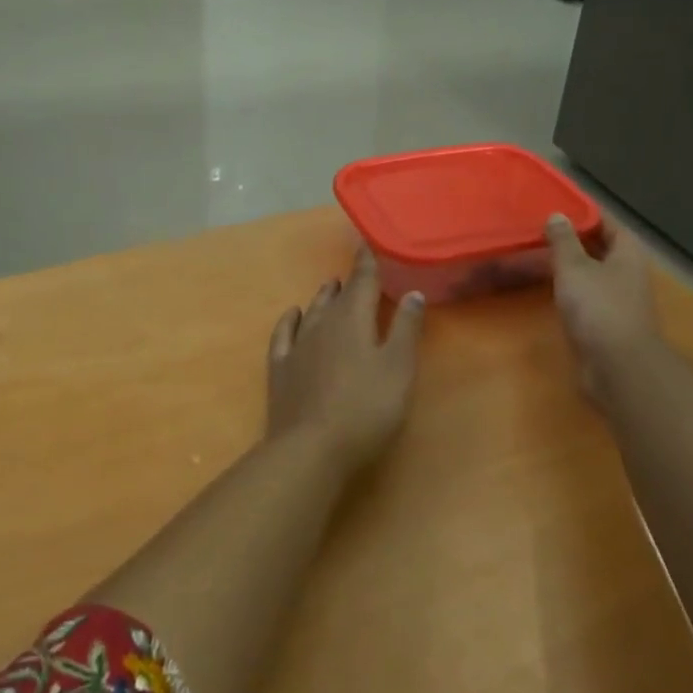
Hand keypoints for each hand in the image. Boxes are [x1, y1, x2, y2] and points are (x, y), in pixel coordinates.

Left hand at [266, 248, 425, 472]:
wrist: (310, 448)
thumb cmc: (365, 408)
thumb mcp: (398, 368)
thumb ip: (405, 329)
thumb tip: (412, 291)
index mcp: (352, 319)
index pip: (362, 281)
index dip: (367, 262)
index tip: (368, 243)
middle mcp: (321, 324)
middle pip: (337, 296)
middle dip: (348, 281)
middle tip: (357, 271)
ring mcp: (297, 346)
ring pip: (311, 311)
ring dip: (323, 297)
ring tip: (331, 286)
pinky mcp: (280, 369)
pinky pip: (284, 334)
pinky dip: (289, 320)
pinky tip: (292, 314)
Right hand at [546, 212, 658, 413]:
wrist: (617, 366)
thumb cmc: (598, 308)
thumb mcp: (574, 268)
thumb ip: (563, 241)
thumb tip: (557, 216)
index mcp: (627, 253)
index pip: (607, 222)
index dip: (584, 213)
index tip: (556, 206)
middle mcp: (627, 273)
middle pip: (600, 248)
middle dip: (574, 239)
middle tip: (540, 230)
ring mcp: (619, 300)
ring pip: (592, 273)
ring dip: (570, 266)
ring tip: (538, 256)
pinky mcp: (607, 323)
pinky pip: (586, 296)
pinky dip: (569, 289)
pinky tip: (549, 289)